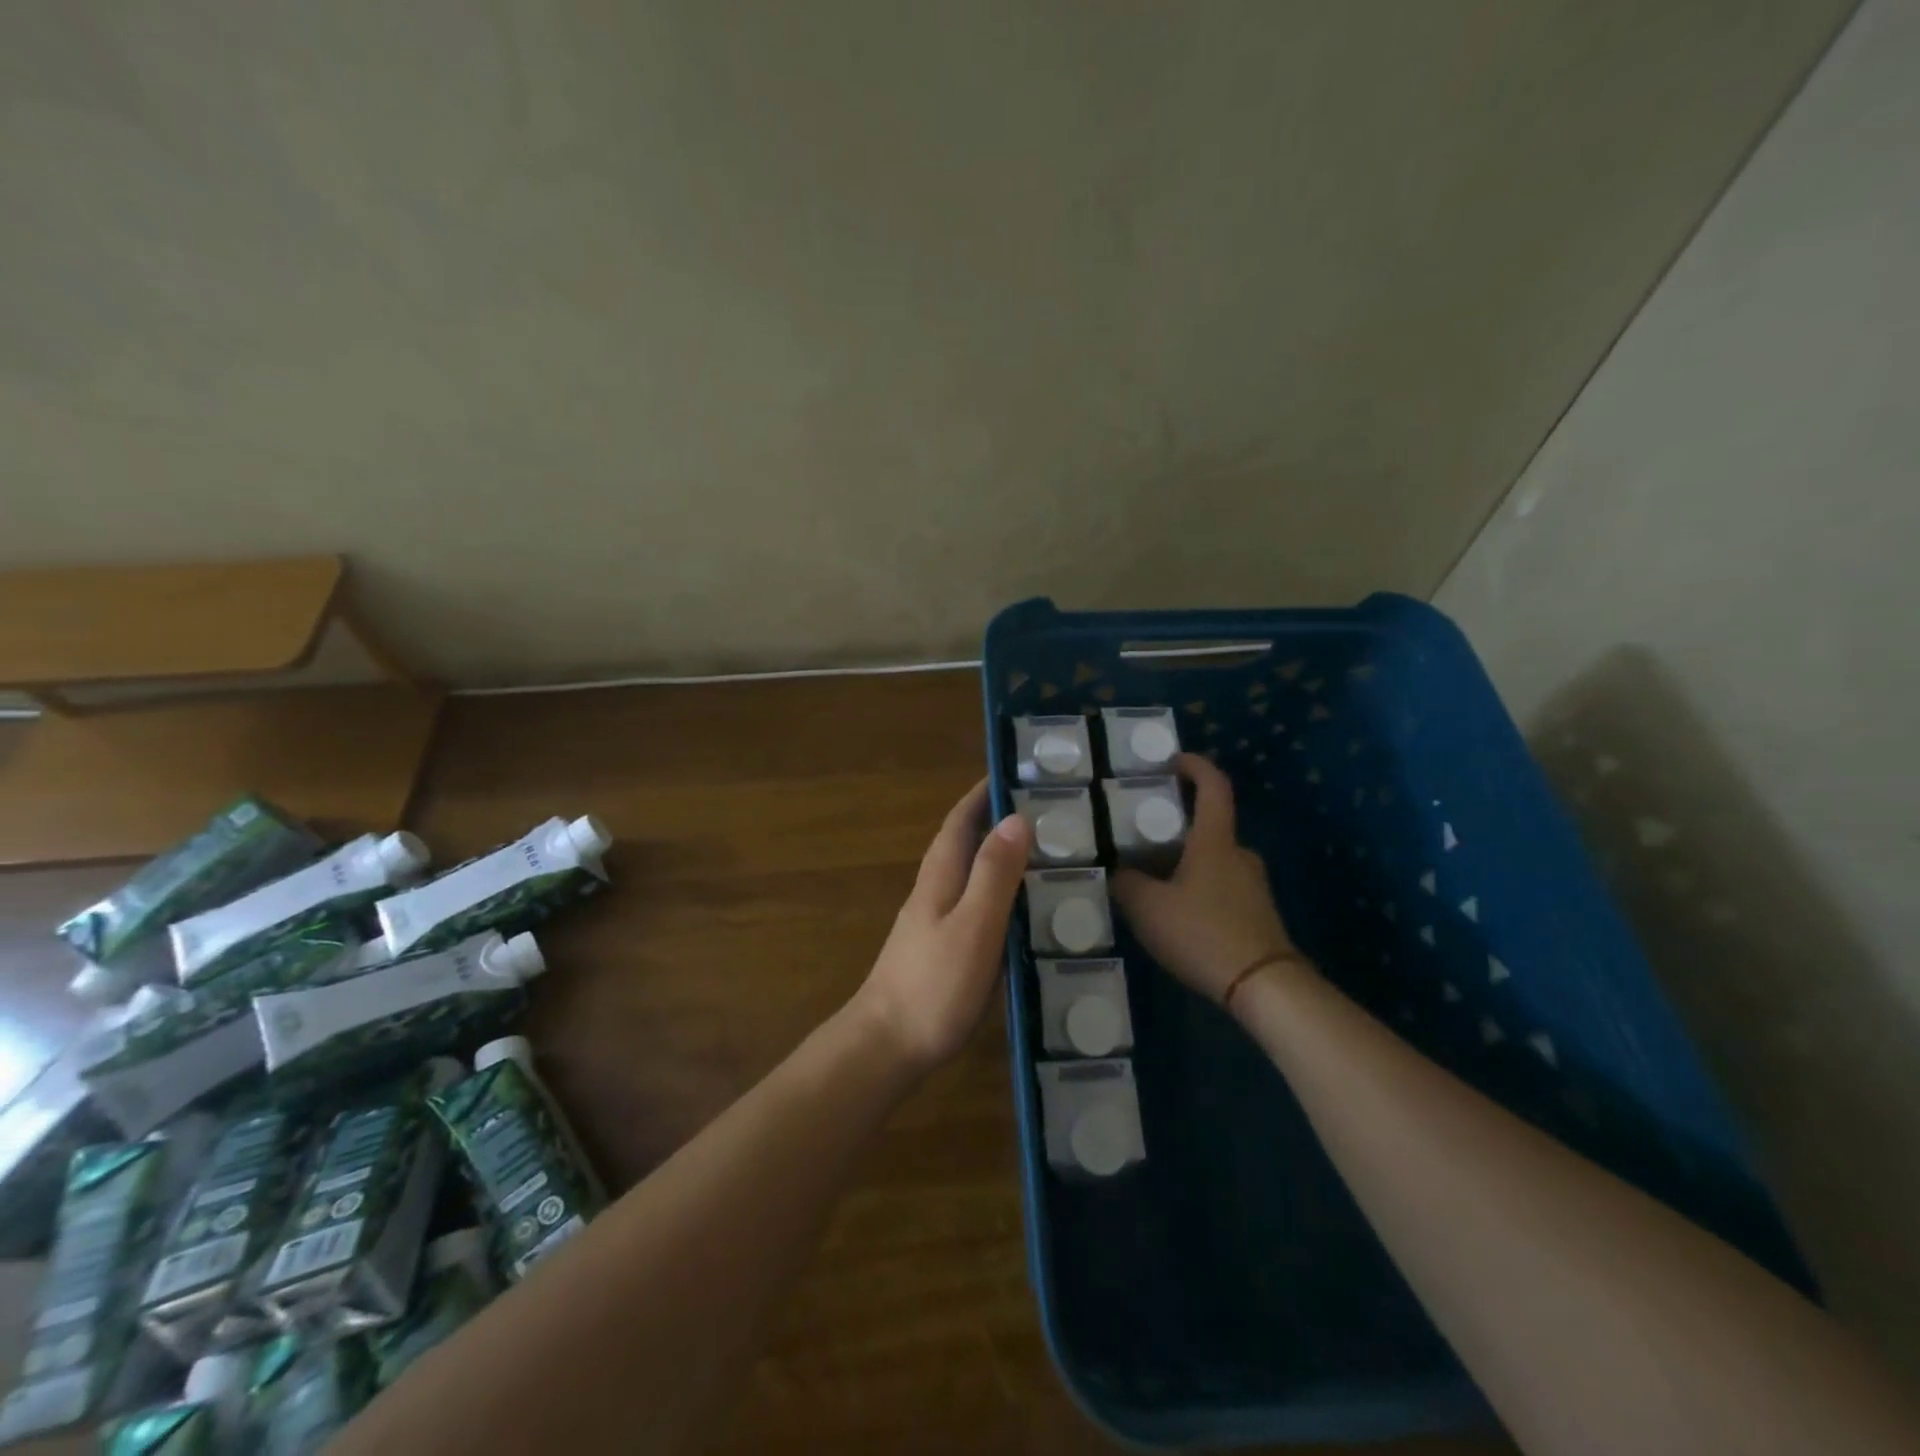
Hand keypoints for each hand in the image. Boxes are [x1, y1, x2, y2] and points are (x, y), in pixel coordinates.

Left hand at [854, 779, 1031, 1074]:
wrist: (887, 1047)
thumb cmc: (933, 984)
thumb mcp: (973, 925)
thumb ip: (994, 874)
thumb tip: (1016, 818)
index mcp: (940, 874)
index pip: (961, 818)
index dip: (985, 792)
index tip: (1021, 771)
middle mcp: (936, 889)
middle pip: (968, 841)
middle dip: (1001, 819)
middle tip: (1052, 812)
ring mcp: (937, 920)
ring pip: (975, 873)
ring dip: (1005, 855)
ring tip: (1051, 854)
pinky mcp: (945, 948)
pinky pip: (980, 904)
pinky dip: (1004, 893)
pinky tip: (1029, 910)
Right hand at [1112, 753, 1305, 1002]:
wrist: (1263, 986)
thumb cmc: (1203, 933)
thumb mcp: (1147, 908)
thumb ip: (1127, 884)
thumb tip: (1120, 872)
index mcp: (1215, 841)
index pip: (1214, 786)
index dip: (1195, 766)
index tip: (1173, 761)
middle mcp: (1239, 854)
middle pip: (1208, 826)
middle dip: (1176, 827)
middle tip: (1142, 837)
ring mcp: (1253, 884)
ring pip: (1213, 859)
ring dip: (1185, 862)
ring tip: (1152, 881)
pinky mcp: (1258, 913)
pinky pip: (1221, 886)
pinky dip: (1198, 887)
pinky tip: (1176, 914)